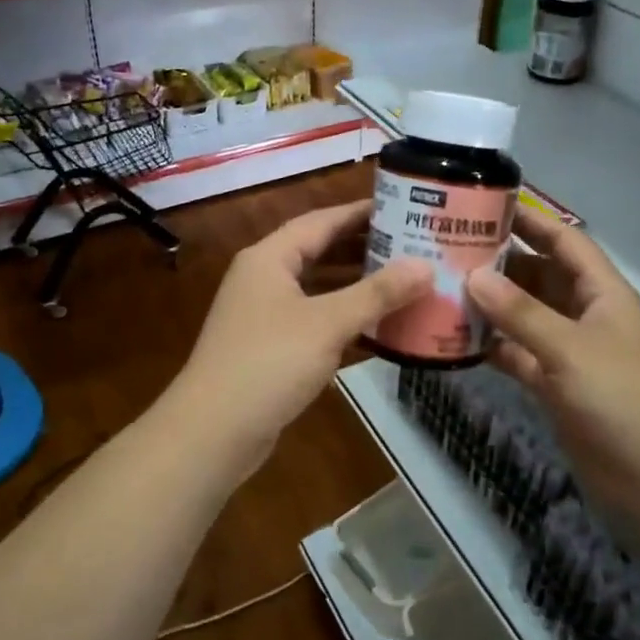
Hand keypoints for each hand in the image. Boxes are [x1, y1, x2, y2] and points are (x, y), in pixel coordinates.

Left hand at [169, 201, 429, 476]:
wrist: (212, 433)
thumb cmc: (269, 363)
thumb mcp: (328, 323)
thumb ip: (378, 293)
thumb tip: (426, 266)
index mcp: (270, 258)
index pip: (321, 220)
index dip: (361, 212)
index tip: (402, 206)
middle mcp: (264, 279)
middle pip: (320, 251)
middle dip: (364, 249)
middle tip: (411, 244)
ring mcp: (265, 315)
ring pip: (319, 289)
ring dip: (357, 286)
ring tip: (403, 281)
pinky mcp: (271, 348)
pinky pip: (316, 322)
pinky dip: (345, 321)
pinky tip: (380, 329)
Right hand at [466, 215, 639, 515]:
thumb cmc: (621, 399)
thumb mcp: (569, 348)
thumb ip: (520, 312)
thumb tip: (472, 275)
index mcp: (601, 292)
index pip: (565, 242)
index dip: (532, 221)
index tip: (487, 205)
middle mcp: (585, 314)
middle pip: (539, 275)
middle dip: (500, 263)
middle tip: (449, 250)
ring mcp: (570, 351)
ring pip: (525, 315)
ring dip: (492, 306)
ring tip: (443, 289)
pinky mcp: (556, 384)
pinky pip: (519, 354)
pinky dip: (494, 346)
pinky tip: (457, 339)